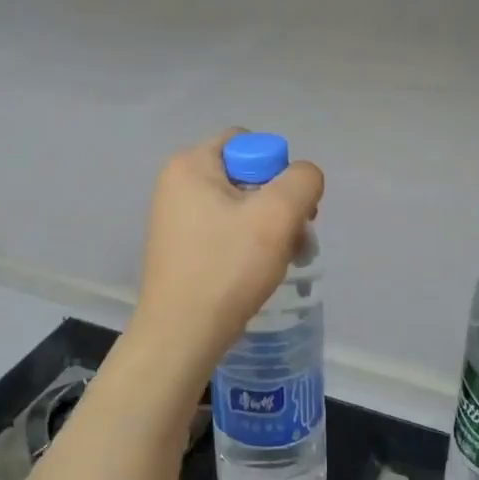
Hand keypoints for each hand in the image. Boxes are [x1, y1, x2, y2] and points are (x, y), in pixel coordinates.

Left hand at [131, 130, 324, 386]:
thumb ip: (302, 181)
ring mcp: (175, 217)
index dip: (278, 171)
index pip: (249, 143)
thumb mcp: (276, 215)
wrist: (181, 335)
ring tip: (283, 260)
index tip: (289, 210)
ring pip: (241, 207)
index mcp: (190, 164)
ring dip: (269, 229)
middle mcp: (177, 183)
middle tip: (295, 238)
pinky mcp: (180, 247)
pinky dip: (248, 246)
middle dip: (279, 204)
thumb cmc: (226, 268)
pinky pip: (225, 231)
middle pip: (247, 175)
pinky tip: (260, 272)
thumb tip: (303, 178)